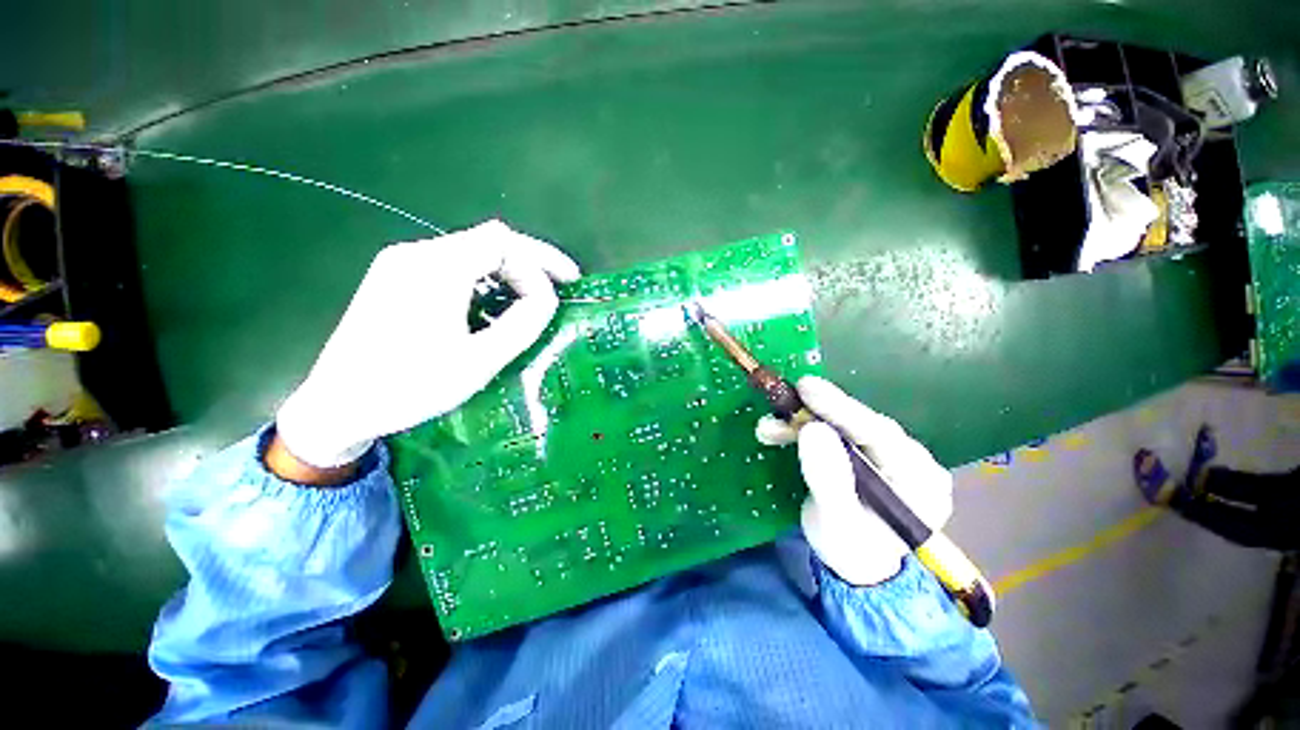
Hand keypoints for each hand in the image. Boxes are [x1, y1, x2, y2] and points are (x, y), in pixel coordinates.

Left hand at [275, 220, 580, 469]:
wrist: (337, 406)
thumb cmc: (410, 386)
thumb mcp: (478, 360)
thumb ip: (521, 324)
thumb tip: (548, 298)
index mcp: (435, 268)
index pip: (503, 242)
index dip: (542, 260)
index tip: (567, 287)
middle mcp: (416, 253)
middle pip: (488, 241)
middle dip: (529, 265)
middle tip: (557, 292)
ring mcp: (401, 264)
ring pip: (472, 253)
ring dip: (509, 273)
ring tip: (532, 301)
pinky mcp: (396, 278)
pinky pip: (453, 267)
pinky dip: (485, 280)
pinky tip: (494, 305)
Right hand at [755, 376, 952, 585]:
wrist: (855, 564)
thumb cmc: (849, 550)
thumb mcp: (835, 522)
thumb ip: (828, 478)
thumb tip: (812, 429)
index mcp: (921, 484)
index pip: (881, 436)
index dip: (841, 408)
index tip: (807, 389)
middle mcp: (915, 463)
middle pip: (863, 425)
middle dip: (816, 414)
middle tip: (781, 404)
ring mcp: (894, 455)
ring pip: (846, 425)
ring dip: (804, 423)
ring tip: (770, 429)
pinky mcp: (872, 452)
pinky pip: (839, 431)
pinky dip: (807, 429)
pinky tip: (783, 431)